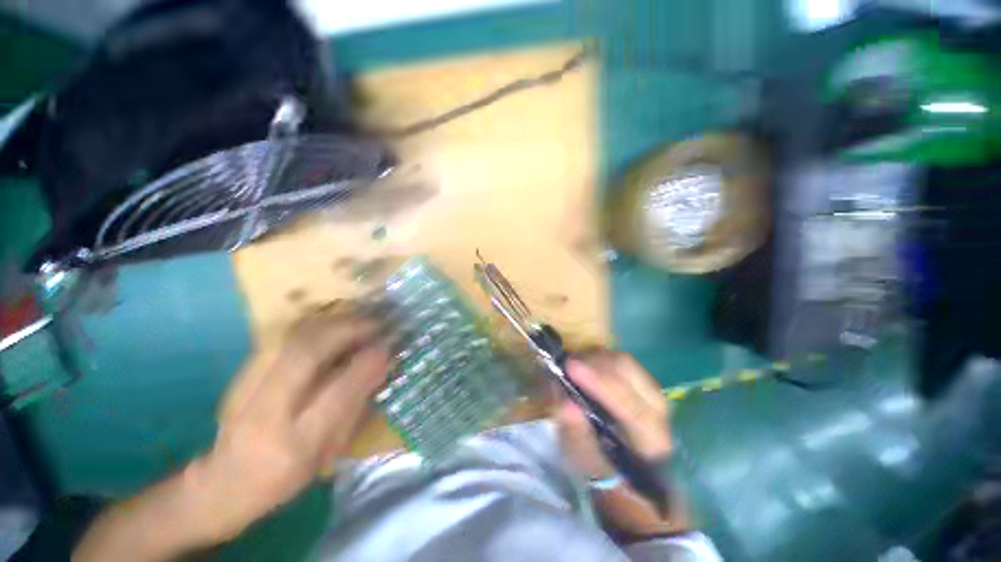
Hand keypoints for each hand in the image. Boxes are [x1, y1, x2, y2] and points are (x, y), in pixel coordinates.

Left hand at [188, 311, 388, 541]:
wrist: (221, 482)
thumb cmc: (284, 476)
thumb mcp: (327, 452)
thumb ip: (355, 406)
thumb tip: (380, 365)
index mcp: (293, 445)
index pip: (334, 396)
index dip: (363, 366)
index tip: (386, 347)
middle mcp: (266, 413)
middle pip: (305, 355)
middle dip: (347, 331)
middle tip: (376, 324)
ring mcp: (246, 388)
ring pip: (293, 338)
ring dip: (332, 323)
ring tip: (359, 321)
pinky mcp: (243, 371)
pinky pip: (285, 337)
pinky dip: (315, 325)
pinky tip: (333, 326)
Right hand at [555, 351, 671, 479]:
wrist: (626, 471)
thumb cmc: (605, 470)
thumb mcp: (585, 463)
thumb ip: (577, 435)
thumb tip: (567, 403)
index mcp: (652, 440)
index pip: (629, 406)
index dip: (599, 383)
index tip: (570, 366)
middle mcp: (659, 411)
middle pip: (629, 373)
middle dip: (594, 363)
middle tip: (566, 364)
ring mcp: (652, 392)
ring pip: (625, 362)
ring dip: (595, 358)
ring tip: (572, 364)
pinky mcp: (641, 382)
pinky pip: (621, 361)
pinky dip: (599, 358)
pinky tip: (584, 363)